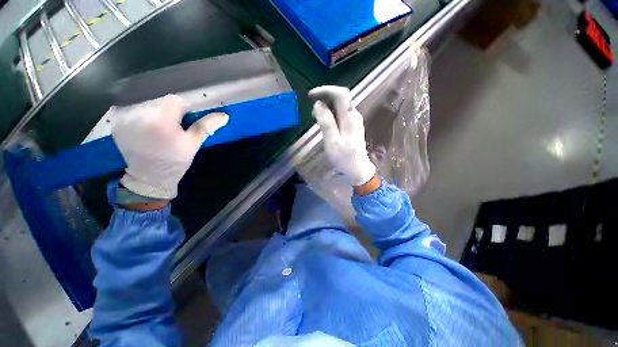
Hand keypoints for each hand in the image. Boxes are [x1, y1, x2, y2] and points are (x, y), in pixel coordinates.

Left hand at [110, 94, 228, 199]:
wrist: (149, 177)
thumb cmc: (175, 161)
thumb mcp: (193, 145)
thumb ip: (206, 127)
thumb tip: (224, 116)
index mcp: (161, 121)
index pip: (175, 100)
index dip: (182, 110)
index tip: (183, 123)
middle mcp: (140, 116)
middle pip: (160, 101)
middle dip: (169, 112)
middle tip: (171, 130)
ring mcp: (125, 119)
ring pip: (147, 104)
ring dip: (155, 114)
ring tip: (157, 132)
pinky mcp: (117, 123)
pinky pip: (135, 111)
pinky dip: (142, 117)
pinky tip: (145, 131)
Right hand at [308, 86, 375, 186]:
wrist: (357, 168)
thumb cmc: (344, 158)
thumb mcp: (332, 141)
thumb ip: (326, 122)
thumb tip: (318, 104)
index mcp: (350, 118)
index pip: (341, 94)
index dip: (325, 90)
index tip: (311, 96)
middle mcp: (354, 115)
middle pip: (340, 98)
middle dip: (324, 99)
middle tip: (312, 112)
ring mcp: (354, 120)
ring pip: (339, 106)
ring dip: (326, 107)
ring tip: (316, 119)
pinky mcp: (352, 125)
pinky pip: (340, 113)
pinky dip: (330, 114)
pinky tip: (325, 123)